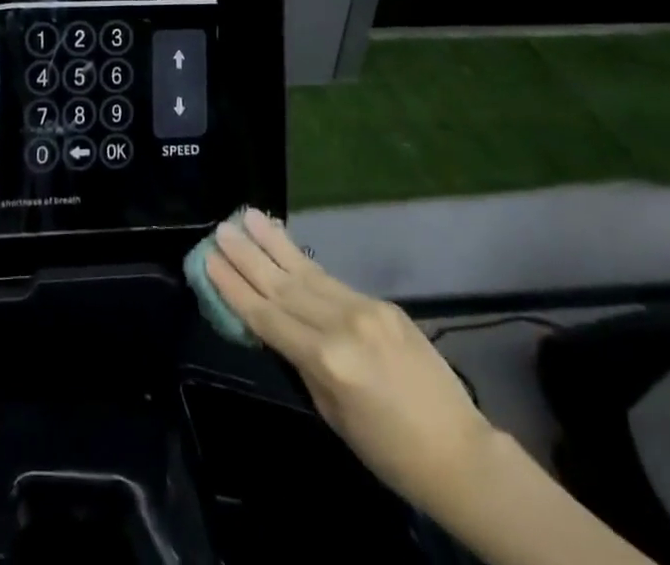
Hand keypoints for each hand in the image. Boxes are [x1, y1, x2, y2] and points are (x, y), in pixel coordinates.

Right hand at [207, 209, 494, 513]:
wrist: (461, 453)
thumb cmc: (390, 452)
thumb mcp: (333, 414)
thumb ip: (302, 364)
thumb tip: (277, 326)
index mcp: (327, 360)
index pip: (268, 317)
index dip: (235, 288)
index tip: (209, 261)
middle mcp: (342, 324)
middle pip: (283, 285)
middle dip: (247, 256)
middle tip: (220, 229)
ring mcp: (364, 308)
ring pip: (306, 272)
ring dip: (272, 243)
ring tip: (247, 216)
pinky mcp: (381, 303)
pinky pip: (332, 280)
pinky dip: (304, 261)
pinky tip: (286, 244)